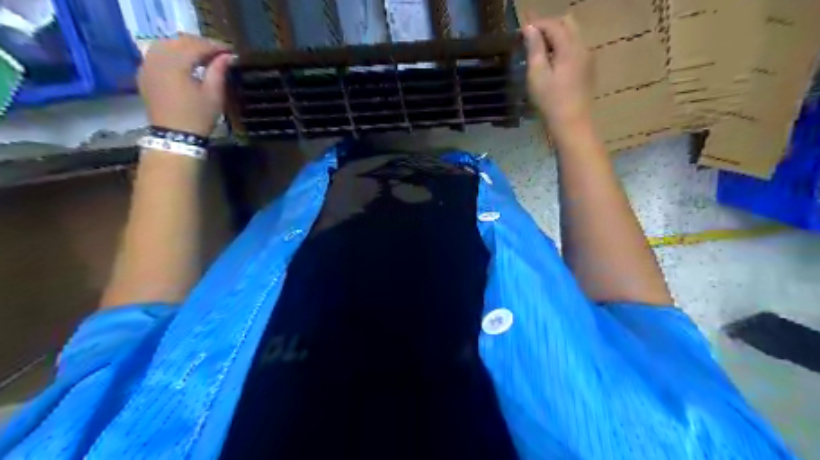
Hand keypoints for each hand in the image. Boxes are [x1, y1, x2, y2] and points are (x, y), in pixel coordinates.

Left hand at [139, 34, 234, 135]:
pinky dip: (172, 53)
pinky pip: (157, 54)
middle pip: (179, 41)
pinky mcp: (144, 73)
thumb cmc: (198, 117)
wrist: (174, 136)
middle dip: (199, 44)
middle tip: (218, 53)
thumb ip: (218, 71)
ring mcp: (147, 65)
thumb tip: (227, 56)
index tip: (230, 51)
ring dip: (184, 47)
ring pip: (166, 44)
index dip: (215, 46)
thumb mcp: (214, 95)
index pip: (196, 45)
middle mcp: (157, 58)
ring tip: (202, 56)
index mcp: (176, 63)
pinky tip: (184, 63)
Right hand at [528, 19, 592, 134]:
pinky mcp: (587, 70)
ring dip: (556, 37)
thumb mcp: (537, 75)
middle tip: (531, 40)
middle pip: (567, 23)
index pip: (553, 24)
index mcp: (570, 47)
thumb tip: (530, 28)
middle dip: (548, 27)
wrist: (572, 124)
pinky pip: (575, 48)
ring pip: (573, 35)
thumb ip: (535, 48)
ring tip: (539, 53)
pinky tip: (551, 64)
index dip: (537, 24)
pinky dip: (562, 48)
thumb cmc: (550, 101)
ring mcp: (587, 58)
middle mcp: (582, 47)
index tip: (521, 32)